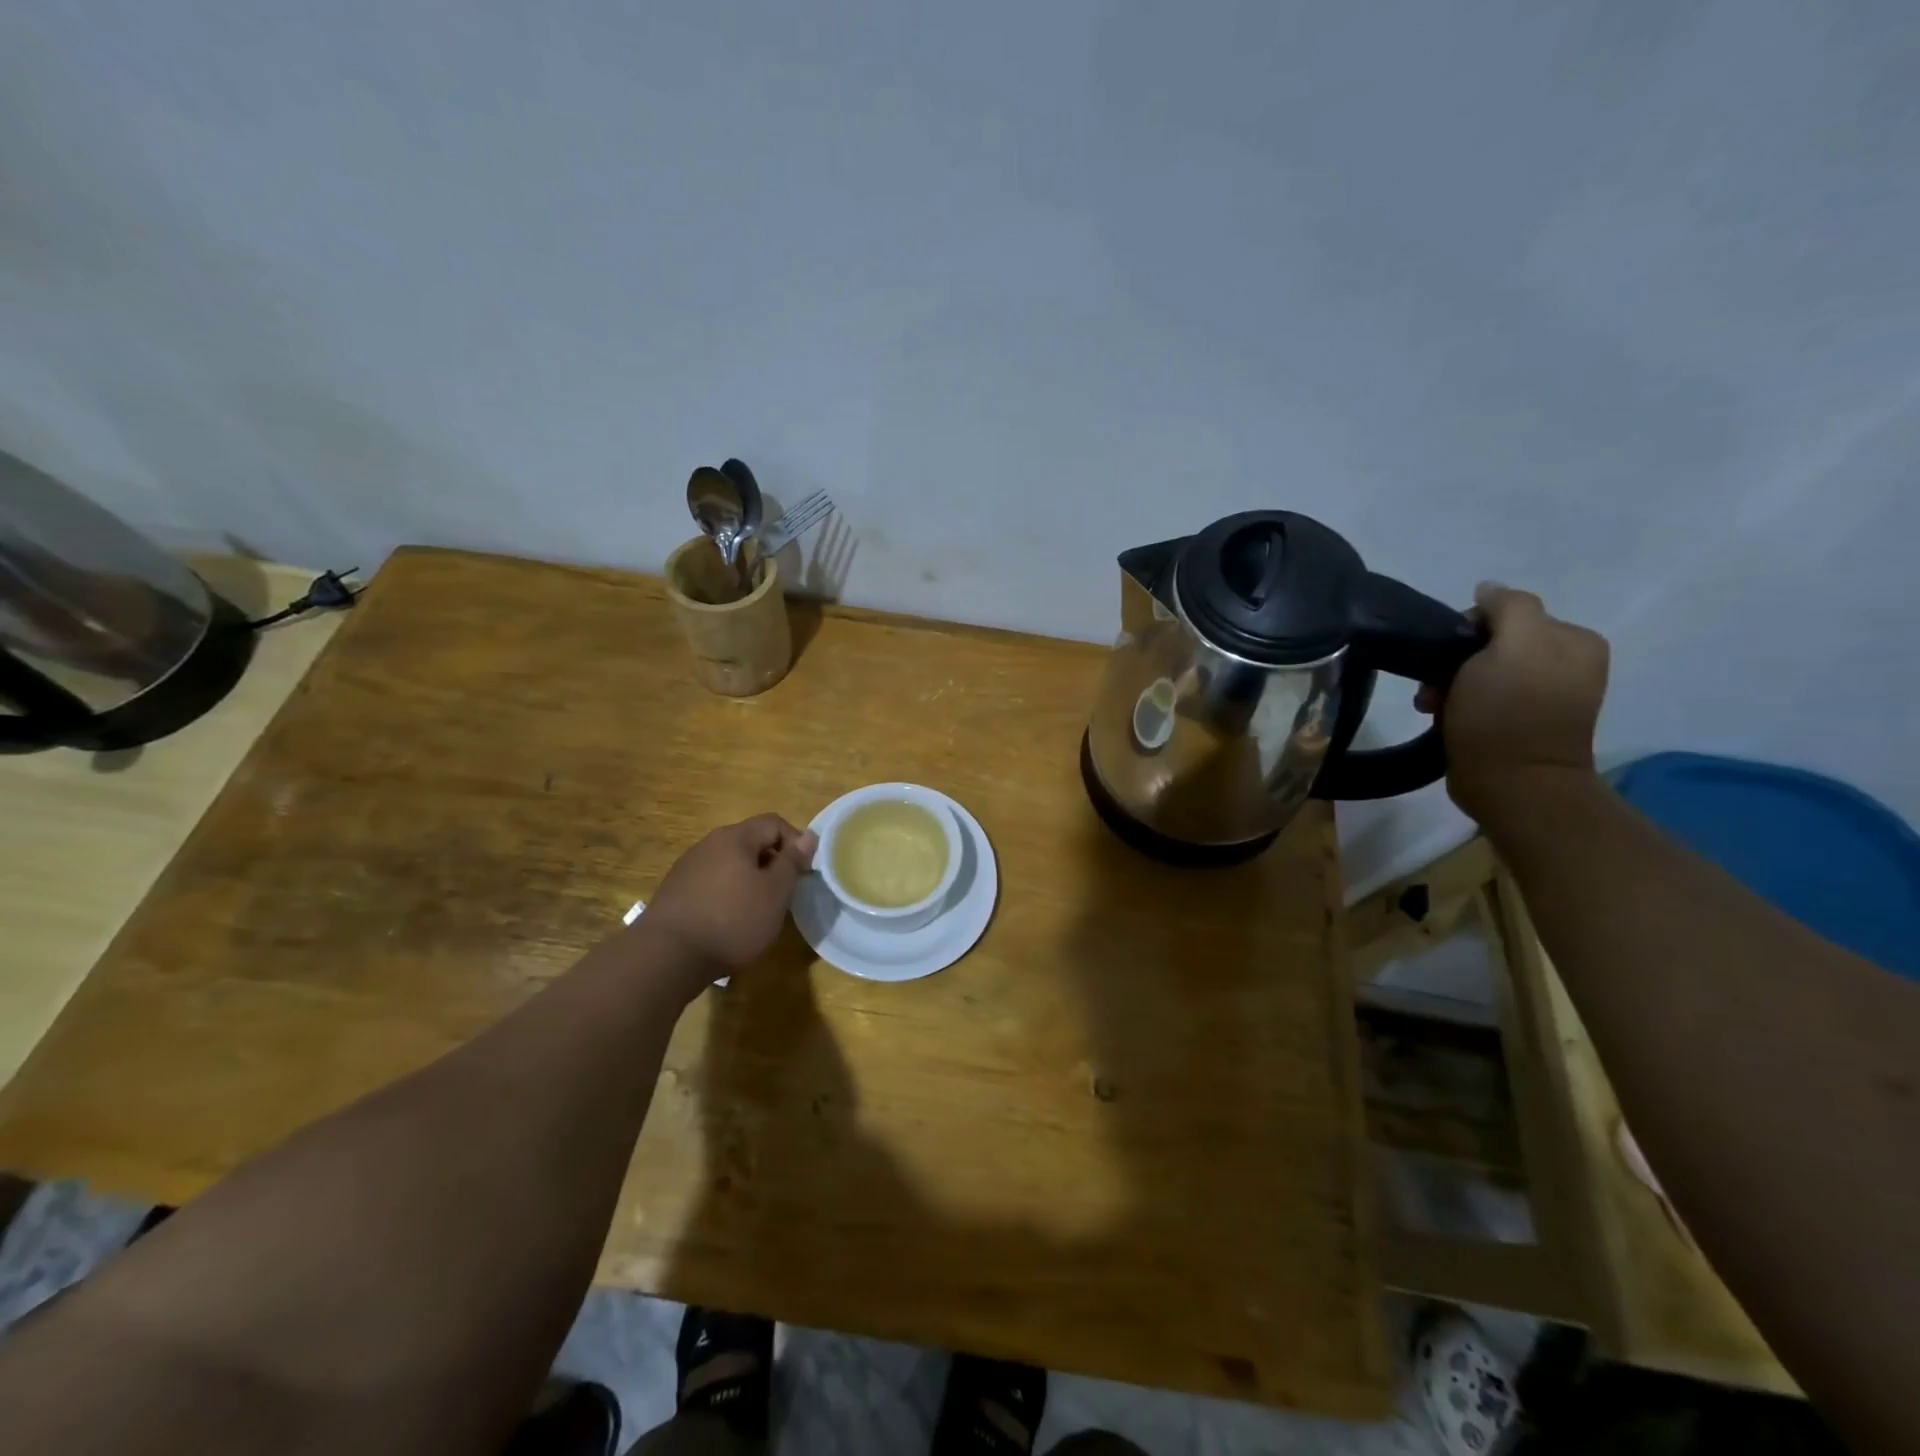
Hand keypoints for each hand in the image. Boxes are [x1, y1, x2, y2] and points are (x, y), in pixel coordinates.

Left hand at [644, 814, 817, 982]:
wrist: (666, 956)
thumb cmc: (732, 920)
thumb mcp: (775, 893)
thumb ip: (792, 862)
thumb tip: (808, 836)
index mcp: (735, 837)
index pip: (774, 823)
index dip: (796, 843)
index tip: (802, 873)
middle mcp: (709, 843)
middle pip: (751, 842)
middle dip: (772, 863)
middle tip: (782, 894)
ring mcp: (688, 866)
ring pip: (730, 863)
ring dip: (749, 880)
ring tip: (756, 911)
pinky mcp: (675, 891)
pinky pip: (712, 882)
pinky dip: (727, 894)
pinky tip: (728, 922)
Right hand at [1416, 582, 1609, 822]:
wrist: (1511, 785)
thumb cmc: (1508, 712)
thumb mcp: (1513, 645)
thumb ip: (1508, 607)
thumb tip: (1489, 589)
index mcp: (1573, 640)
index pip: (1507, 613)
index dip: (1467, 629)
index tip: (1446, 656)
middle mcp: (1565, 664)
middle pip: (1491, 644)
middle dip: (1455, 661)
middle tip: (1435, 686)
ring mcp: (1543, 697)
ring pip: (1480, 672)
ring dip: (1449, 685)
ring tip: (1432, 707)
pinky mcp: (1519, 724)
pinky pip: (1480, 699)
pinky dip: (1457, 705)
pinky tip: (1445, 718)